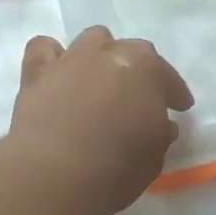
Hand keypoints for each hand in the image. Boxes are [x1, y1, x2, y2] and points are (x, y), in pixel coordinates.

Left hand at [8, 26, 193, 214]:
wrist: (55, 173)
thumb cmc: (117, 168)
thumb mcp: (154, 156)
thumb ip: (160, 133)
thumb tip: (161, 125)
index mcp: (146, 69)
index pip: (167, 76)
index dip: (174, 92)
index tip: (179, 107)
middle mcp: (109, 53)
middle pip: (130, 51)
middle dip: (137, 71)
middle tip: (138, 97)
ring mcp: (71, 59)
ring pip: (91, 40)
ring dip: (99, 56)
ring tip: (99, 80)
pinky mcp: (36, 73)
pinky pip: (43, 49)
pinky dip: (52, 57)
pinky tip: (56, 74)